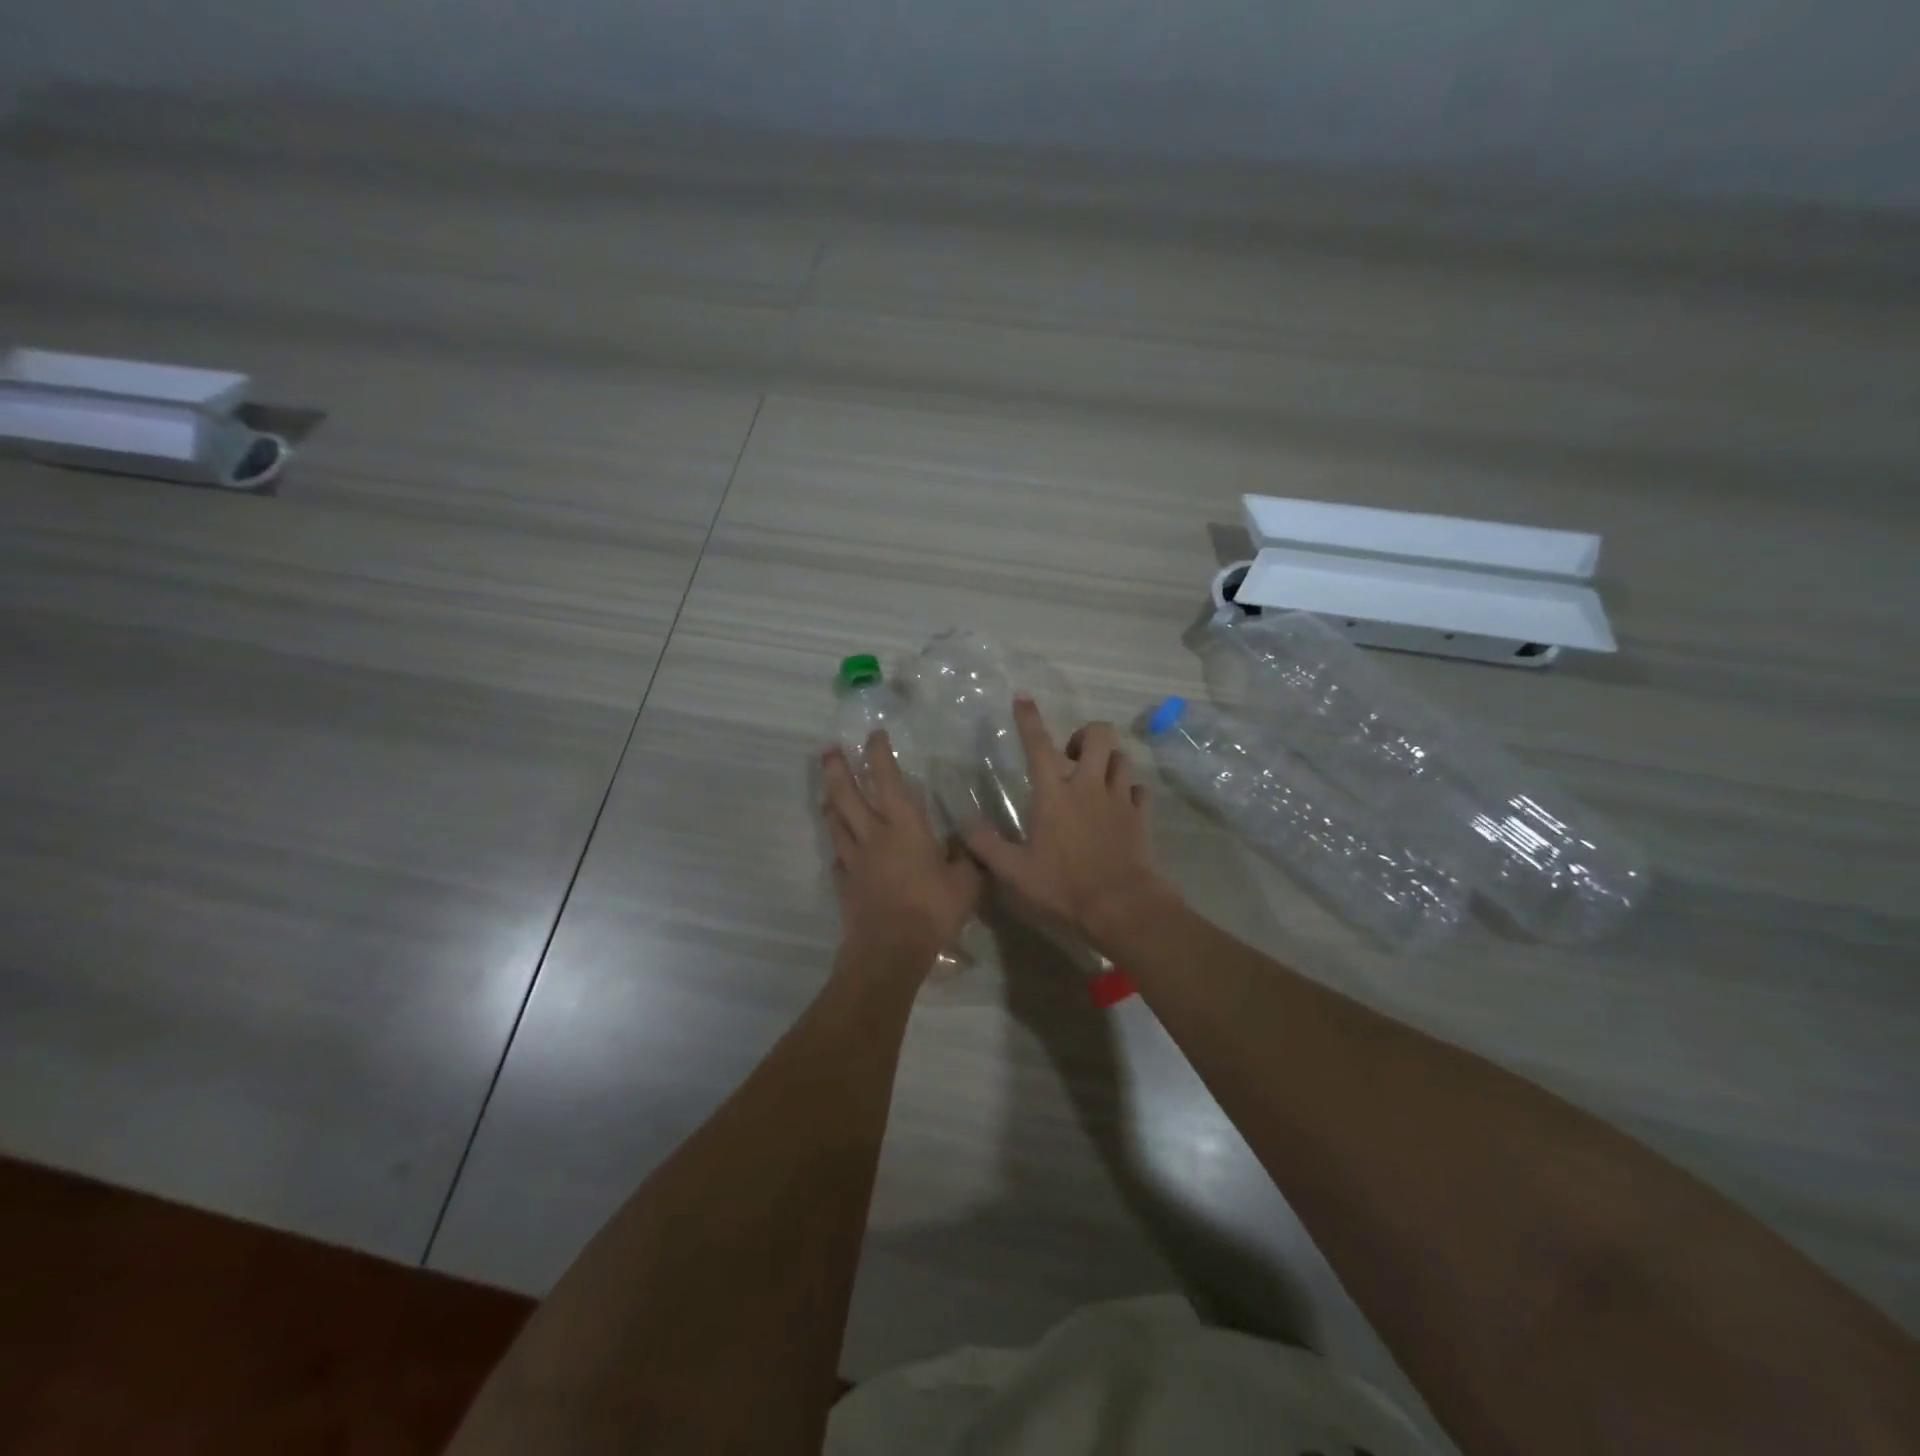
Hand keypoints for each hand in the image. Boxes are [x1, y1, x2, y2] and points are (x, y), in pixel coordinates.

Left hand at [821, 732, 981, 964]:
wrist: (891, 949)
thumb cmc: (932, 909)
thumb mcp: (965, 882)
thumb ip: (964, 858)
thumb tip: (962, 843)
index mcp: (904, 827)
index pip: (888, 780)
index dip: (880, 755)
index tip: (874, 735)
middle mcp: (874, 836)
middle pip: (848, 795)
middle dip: (837, 770)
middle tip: (829, 750)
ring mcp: (854, 860)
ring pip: (836, 823)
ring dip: (831, 803)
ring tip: (826, 792)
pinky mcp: (845, 884)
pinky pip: (838, 858)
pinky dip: (837, 847)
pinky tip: (839, 848)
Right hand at [964, 698, 1175, 947]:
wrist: (1121, 906)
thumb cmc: (1064, 886)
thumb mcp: (1015, 871)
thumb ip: (988, 846)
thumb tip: (965, 824)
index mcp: (1054, 794)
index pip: (1038, 745)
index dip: (1029, 718)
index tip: (1023, 697)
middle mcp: (1089, 786)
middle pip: (1098, 734)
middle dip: (1085, 734)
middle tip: (1072, 757)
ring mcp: (1119, 798)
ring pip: (1122, 757)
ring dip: (1109, 760)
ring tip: (1096, 779)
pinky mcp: (1141, 815)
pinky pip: (1140, 789)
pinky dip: (1131, 790)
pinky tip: (1122, 803)